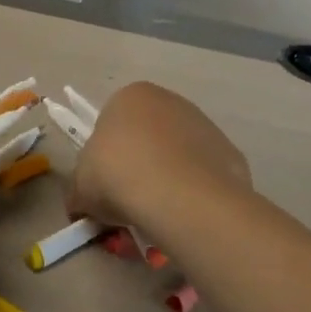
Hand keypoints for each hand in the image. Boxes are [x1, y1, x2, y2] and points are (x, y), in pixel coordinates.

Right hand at [68, 82, 249, 230]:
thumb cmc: (117, 175)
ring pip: (177, 156)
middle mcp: (170, 101)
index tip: (104, 186)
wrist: (177, 195)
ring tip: (158, 214)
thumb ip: (80, 192)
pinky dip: (194, 192)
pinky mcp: (229, 152)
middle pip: (148, 137)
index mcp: (130, 97)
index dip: (105, 158)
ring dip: (167, 179)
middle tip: (128, 203)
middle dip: (138, 167)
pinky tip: (185, 214)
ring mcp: (204, 125)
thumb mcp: (81, 187)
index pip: (112, 124)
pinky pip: (203, 175)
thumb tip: (81, 206)